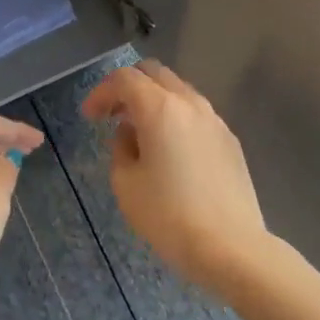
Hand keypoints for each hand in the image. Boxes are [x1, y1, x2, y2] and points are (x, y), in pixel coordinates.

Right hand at [80, 61, 270, 296]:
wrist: (229, 245)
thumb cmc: (168, 215)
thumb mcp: (126, 183)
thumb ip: (121, 148)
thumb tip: (131, 134)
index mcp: (160, 109)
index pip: (124, 79)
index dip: (101, 92)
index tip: (89, 116)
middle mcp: (191, 104)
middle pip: (155, 74)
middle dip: (128, 88)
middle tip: (112, 115)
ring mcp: (215, 121)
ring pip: (179, 92)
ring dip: (154, 102)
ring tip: (140, 134)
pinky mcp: (230, 141)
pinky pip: (196, 116)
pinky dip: (176, 119)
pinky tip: (170, 151)